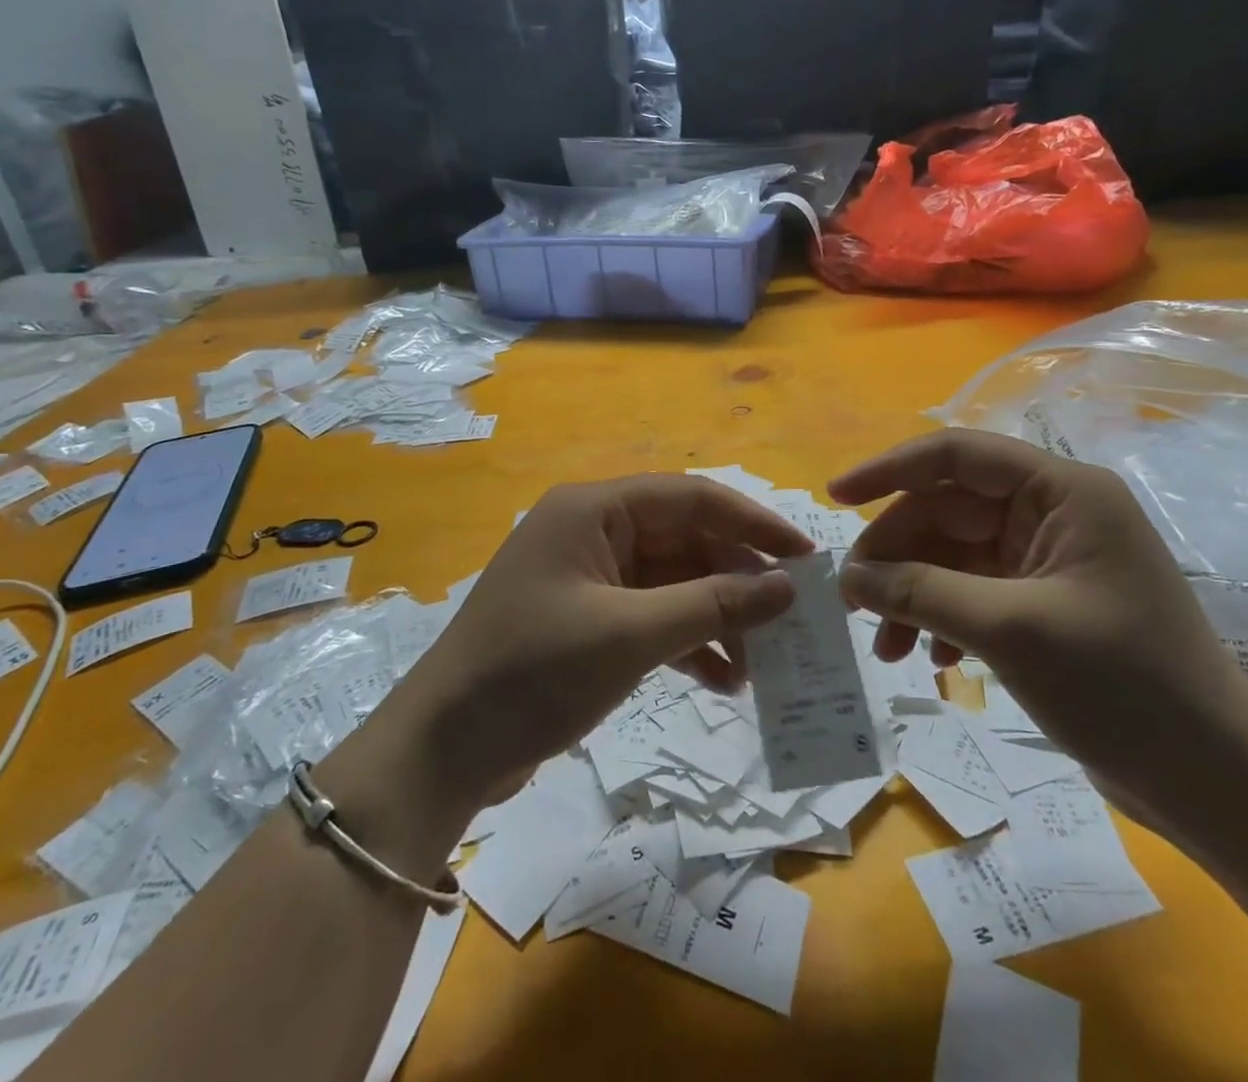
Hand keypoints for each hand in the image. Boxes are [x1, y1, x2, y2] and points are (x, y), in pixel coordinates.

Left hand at [373, 475, 811, 807]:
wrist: (443, 750)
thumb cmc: (533, 673)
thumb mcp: (630, 635)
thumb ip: (712, 605)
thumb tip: (786, 586)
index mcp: (593, 510)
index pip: (690, 497)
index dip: (752, 523)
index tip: (804, 557)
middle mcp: (592, 532)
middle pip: (684, 540)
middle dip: (736, 579)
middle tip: (791, 619)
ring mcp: (588, 578)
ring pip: (672, 583)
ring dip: (715, 617)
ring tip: (761, 662)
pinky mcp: (586, 621)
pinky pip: (651, 617)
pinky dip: (686, 643)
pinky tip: (721, 680)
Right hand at [829, 429, 1247, 842]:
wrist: (1219, 785)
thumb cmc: (1124, 688)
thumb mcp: (1008, 630)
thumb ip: (919, 592)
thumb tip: (847, 578)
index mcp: (1060, 492)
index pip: (957, 455)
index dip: (889, 469)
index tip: (835, 498)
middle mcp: (1053, 514)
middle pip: (946, 512)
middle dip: (897, 556)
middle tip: (854, 603)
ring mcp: (1048, 561)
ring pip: (953, 557)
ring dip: (913, 595)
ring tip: (886, 648)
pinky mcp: (1045, 604)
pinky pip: (972, 592)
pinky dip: (943, 619)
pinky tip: (935, 662)